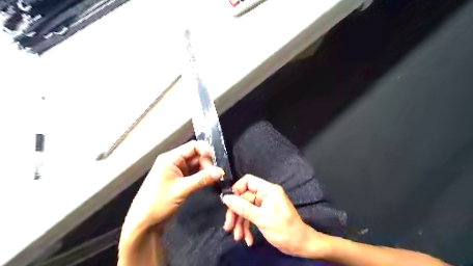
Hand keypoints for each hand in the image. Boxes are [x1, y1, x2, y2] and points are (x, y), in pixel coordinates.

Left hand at [123, 141, 223, 230]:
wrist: (144, 223)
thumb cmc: (158, 203)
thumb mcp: (182, 189)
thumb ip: (202, 179)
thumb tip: (221, 171)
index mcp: (171, 158)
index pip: (193, 146)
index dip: (206, 151)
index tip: (216, 162)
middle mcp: (174, 161)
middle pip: (196, 155)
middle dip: (207, 163)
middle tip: (216, 175)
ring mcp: (177, 171)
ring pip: (196, 165)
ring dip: (206, 170)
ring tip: (215, 179)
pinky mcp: (180, 180)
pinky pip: (194, 174)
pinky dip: (202, 177)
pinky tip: (209, 181)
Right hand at [224, 174, 319, 257]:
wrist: (300, 245)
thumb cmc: (284, 230)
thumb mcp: (262, 219)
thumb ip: (243, 208)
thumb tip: (226, 197)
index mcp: (268, 190)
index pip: (248, 181)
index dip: (236, 189)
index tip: (227, 203)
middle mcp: (265, 194)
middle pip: (244, 198)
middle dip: (236, 213)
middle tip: (228, 226)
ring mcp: (264, 204)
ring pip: (245, 208)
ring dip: (240, 223)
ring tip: (238, 237)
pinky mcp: (264, 213)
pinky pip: (251, 216)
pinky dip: (247, 227)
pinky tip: (247, 239)